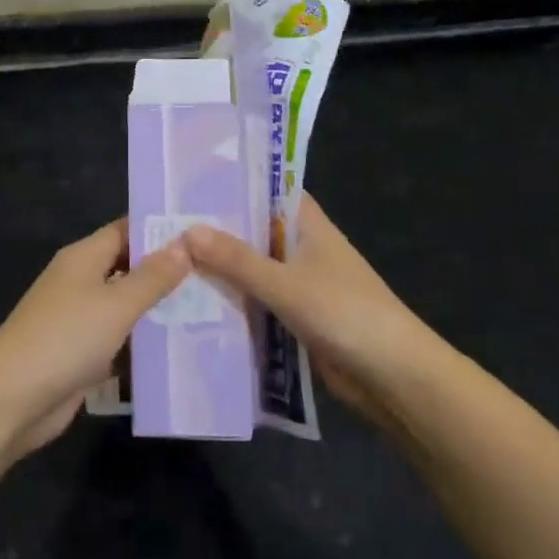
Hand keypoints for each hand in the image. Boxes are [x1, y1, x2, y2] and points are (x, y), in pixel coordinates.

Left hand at [0, 219, 189, 455]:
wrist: (11, 400)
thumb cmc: (65, 338)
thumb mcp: (116, 304)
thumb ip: (153, 276)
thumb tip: (185, 243)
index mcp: (84, 258)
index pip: (126, 231)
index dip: (160, 230)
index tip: (202, 234)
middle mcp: (81, 282)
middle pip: (129, 268)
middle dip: (167, 273)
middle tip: (215, 275)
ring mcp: (80, 320)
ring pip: (127, 307)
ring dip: (159, 311)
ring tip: (210, 310)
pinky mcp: (82, 355)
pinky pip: (120, 340)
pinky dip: (143, 344)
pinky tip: (180, 348)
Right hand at [184, 197, 433, 426]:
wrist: (392, 376)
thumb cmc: (344, 313)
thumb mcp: (285, 283)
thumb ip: (236, 260)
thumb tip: (187, 231)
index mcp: (309, 225)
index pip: (269, 190)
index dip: (235, 184)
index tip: (192, 182)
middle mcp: (304, 248)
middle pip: (255, 231)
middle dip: (218, 231)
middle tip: (165, 225)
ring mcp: (302, 284)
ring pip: (255, 269)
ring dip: (223, 270)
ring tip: (168, 262)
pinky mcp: (298, 317)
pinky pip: (259, 302)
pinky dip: (235, 302)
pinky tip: (196, 304)